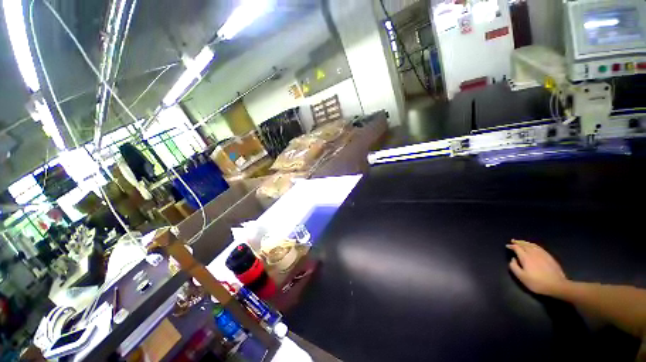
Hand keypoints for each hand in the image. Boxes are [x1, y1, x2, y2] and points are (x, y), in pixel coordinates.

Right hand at [507, 239, 568, 296]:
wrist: (557, 285)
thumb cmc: (537, 282)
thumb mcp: (522, 277)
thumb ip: (514, 267)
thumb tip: (513, 259)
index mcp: (525, 257)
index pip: (517, 248)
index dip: (512, 246)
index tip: (507, 246)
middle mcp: (533, 253)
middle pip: (525, 244)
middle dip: (518, 242)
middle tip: (513, 240)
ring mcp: (542, 254)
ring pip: (532, 245)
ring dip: (526, 242)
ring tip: (522, 242)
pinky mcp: (549, 256)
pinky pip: (539, 247)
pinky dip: (534, 245)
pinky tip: (534, 246)